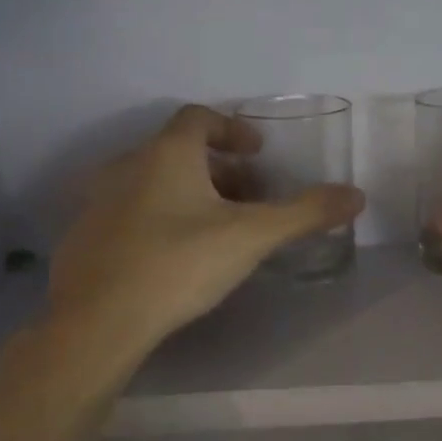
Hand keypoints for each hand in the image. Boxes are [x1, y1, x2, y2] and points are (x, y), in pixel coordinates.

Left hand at [49, 105, 364, 357]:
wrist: (96, 322)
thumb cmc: (178, 264)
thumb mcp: (251, 237)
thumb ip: (304, 213)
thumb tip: (357, 195)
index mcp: (166, 154)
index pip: (199, 117)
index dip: (232, 129)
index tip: (258, 154)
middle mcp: (127, 166)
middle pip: (177, 151)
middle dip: (218, 169)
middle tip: (247, 198)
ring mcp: (98, 202)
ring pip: (152, 182)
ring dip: (187, 193)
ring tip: (216, 229)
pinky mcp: (84, 237)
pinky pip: (129, 212)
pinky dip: (158, 218)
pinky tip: (174, 256)